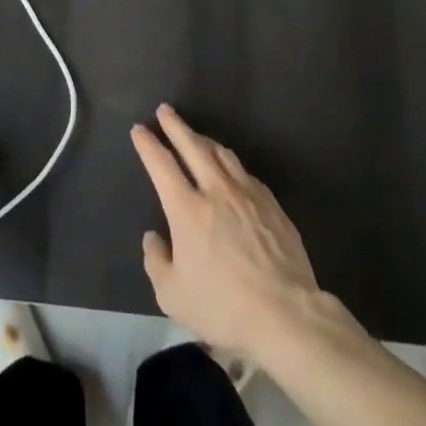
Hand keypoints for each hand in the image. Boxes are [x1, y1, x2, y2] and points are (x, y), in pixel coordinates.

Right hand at [132, 104, 323, 358]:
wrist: (286, 314)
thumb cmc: (223, 306)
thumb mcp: (173, 295)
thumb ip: (156, 261)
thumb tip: (154, 237)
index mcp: (186, 208)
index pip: (161, 164)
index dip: (148, 143)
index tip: (139, 129)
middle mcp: (215, 190)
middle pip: (193, 146)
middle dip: (176, 125)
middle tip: (165, 110)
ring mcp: (248, 194)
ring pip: (223, 154)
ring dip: (205, 140)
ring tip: (196, 135)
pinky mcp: (272, 205)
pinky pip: (246, 173)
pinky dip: (231, 164)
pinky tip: (231, 169)